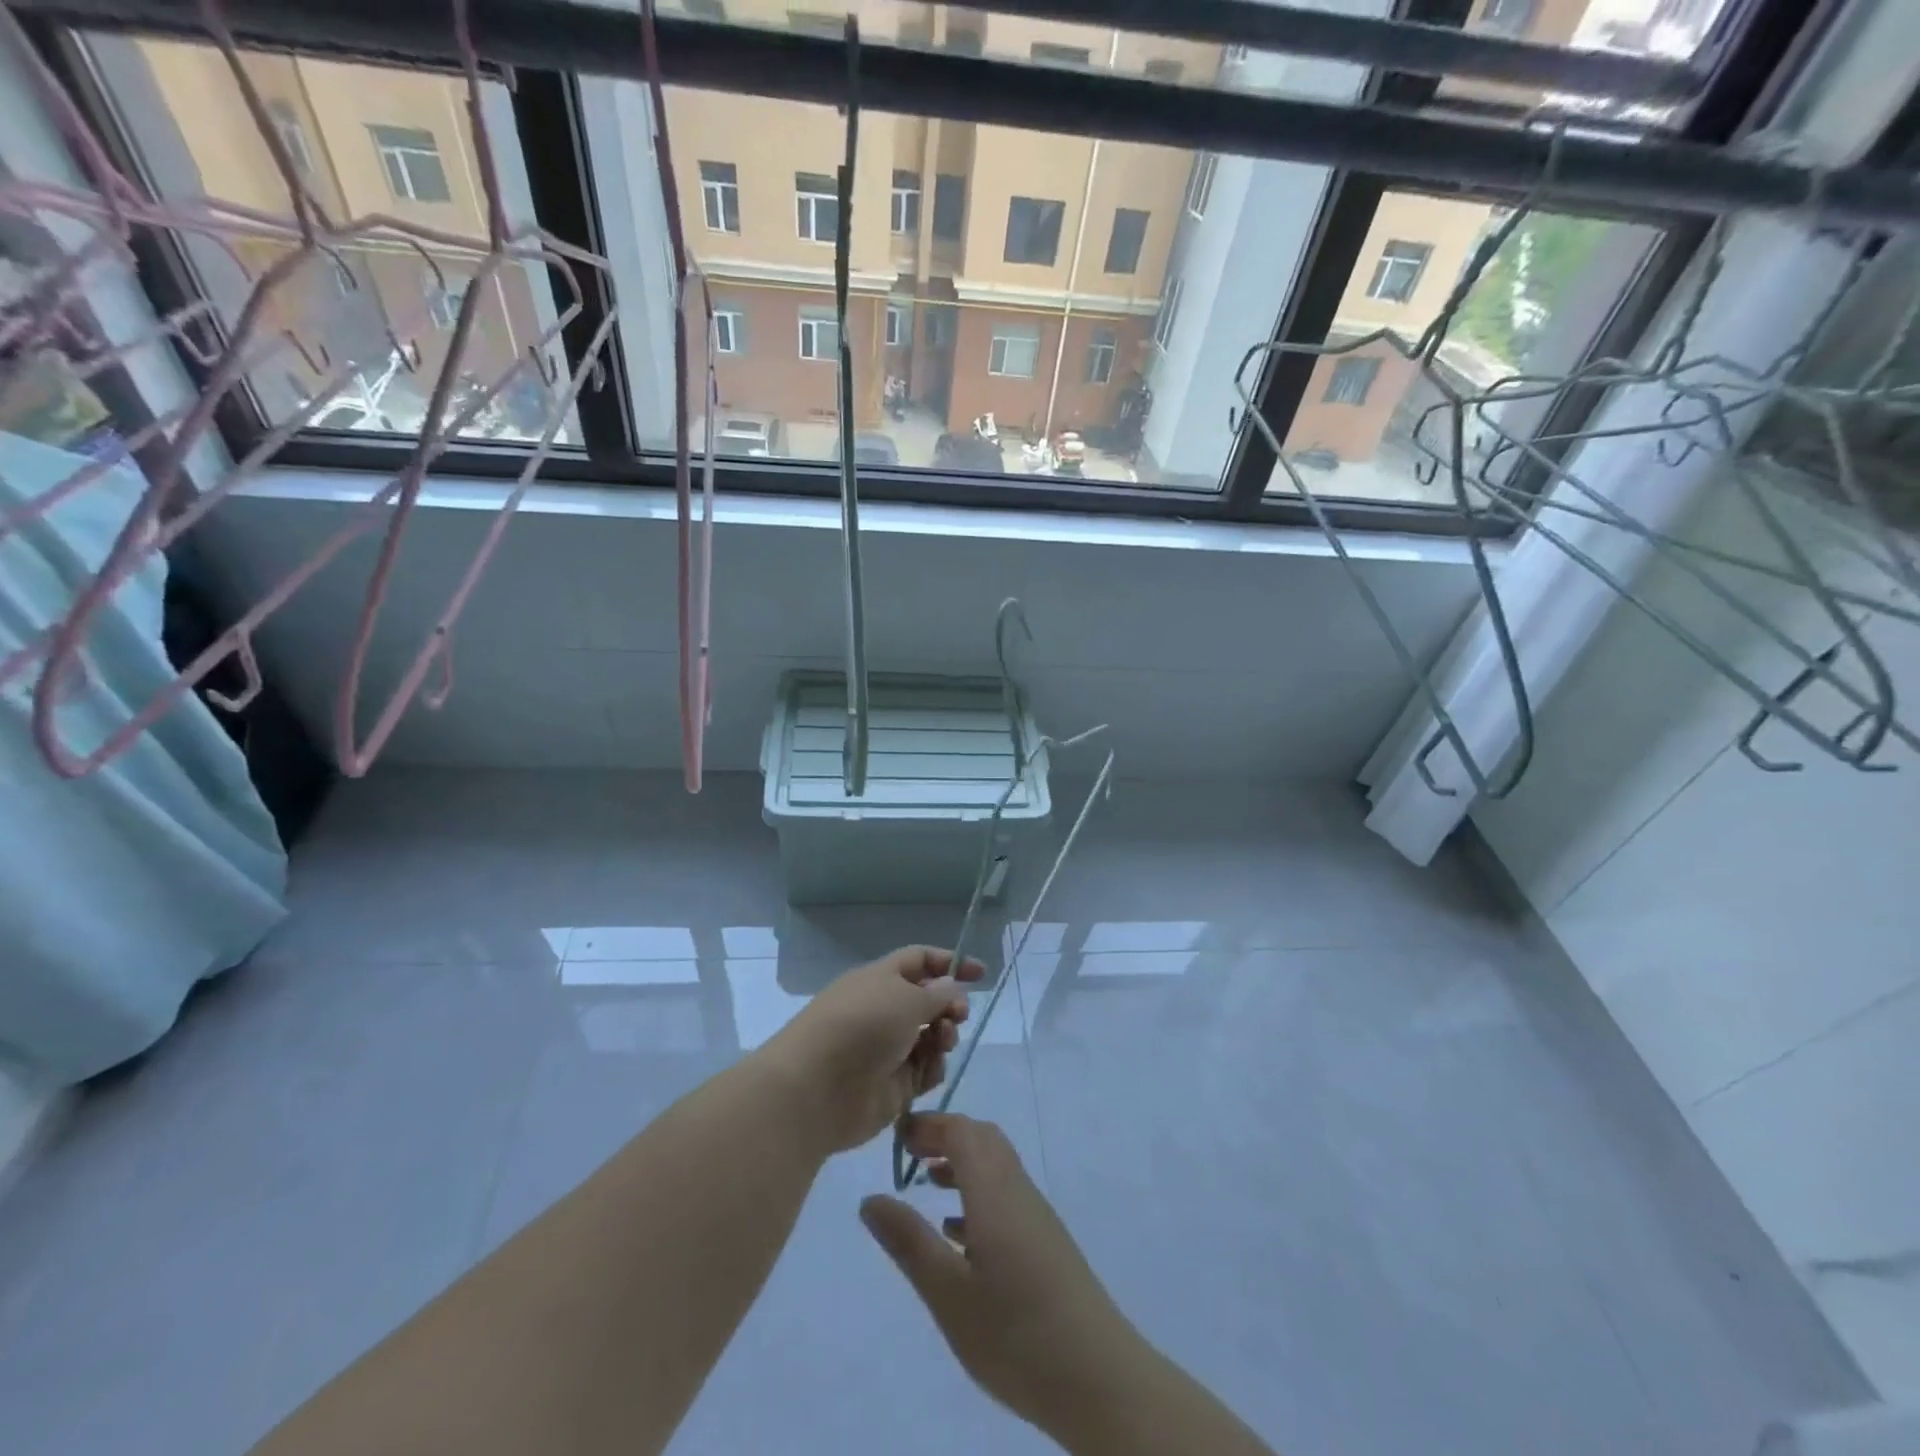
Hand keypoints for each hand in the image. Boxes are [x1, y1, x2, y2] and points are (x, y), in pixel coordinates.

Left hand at [766, 946, 983, 1153]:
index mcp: (880, 979)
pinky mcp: (893, 1085)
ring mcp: (888, 1049)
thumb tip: (949, 988)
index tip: (980, 974)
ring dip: (944, 1037)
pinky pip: (925, 1070)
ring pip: (931, 1037)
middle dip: (950, 1006)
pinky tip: (928, 1071)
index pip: (919, 961)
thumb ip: (937, 994)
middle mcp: (884, 1010)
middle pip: (928, 1002)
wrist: (817, 1089)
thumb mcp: (906, 998)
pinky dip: (933, 1068)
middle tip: (958, 1016)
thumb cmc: (862, 1026)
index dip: (949, 963)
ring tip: (942, 1042)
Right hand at [859, 1114, 1149, 1438]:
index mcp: (994, 1191)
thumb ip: (909, 1242)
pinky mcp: (1045, 1241)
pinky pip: (1006, 1195)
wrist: (1100, 1378)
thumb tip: (870, 1199)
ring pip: (995, 1166)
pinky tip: (958, 1234)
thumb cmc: (1016, 1334)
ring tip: (926, 1185)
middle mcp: (1017, 1190)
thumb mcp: (949, 1294)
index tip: (896, 1137)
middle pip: (982, 1139)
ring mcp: (1036, 1215)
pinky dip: (977, 1194)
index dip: (928, 1125)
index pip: (961, 1130)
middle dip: (944, 1136)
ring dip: (961, 1163)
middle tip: (909, 1155)